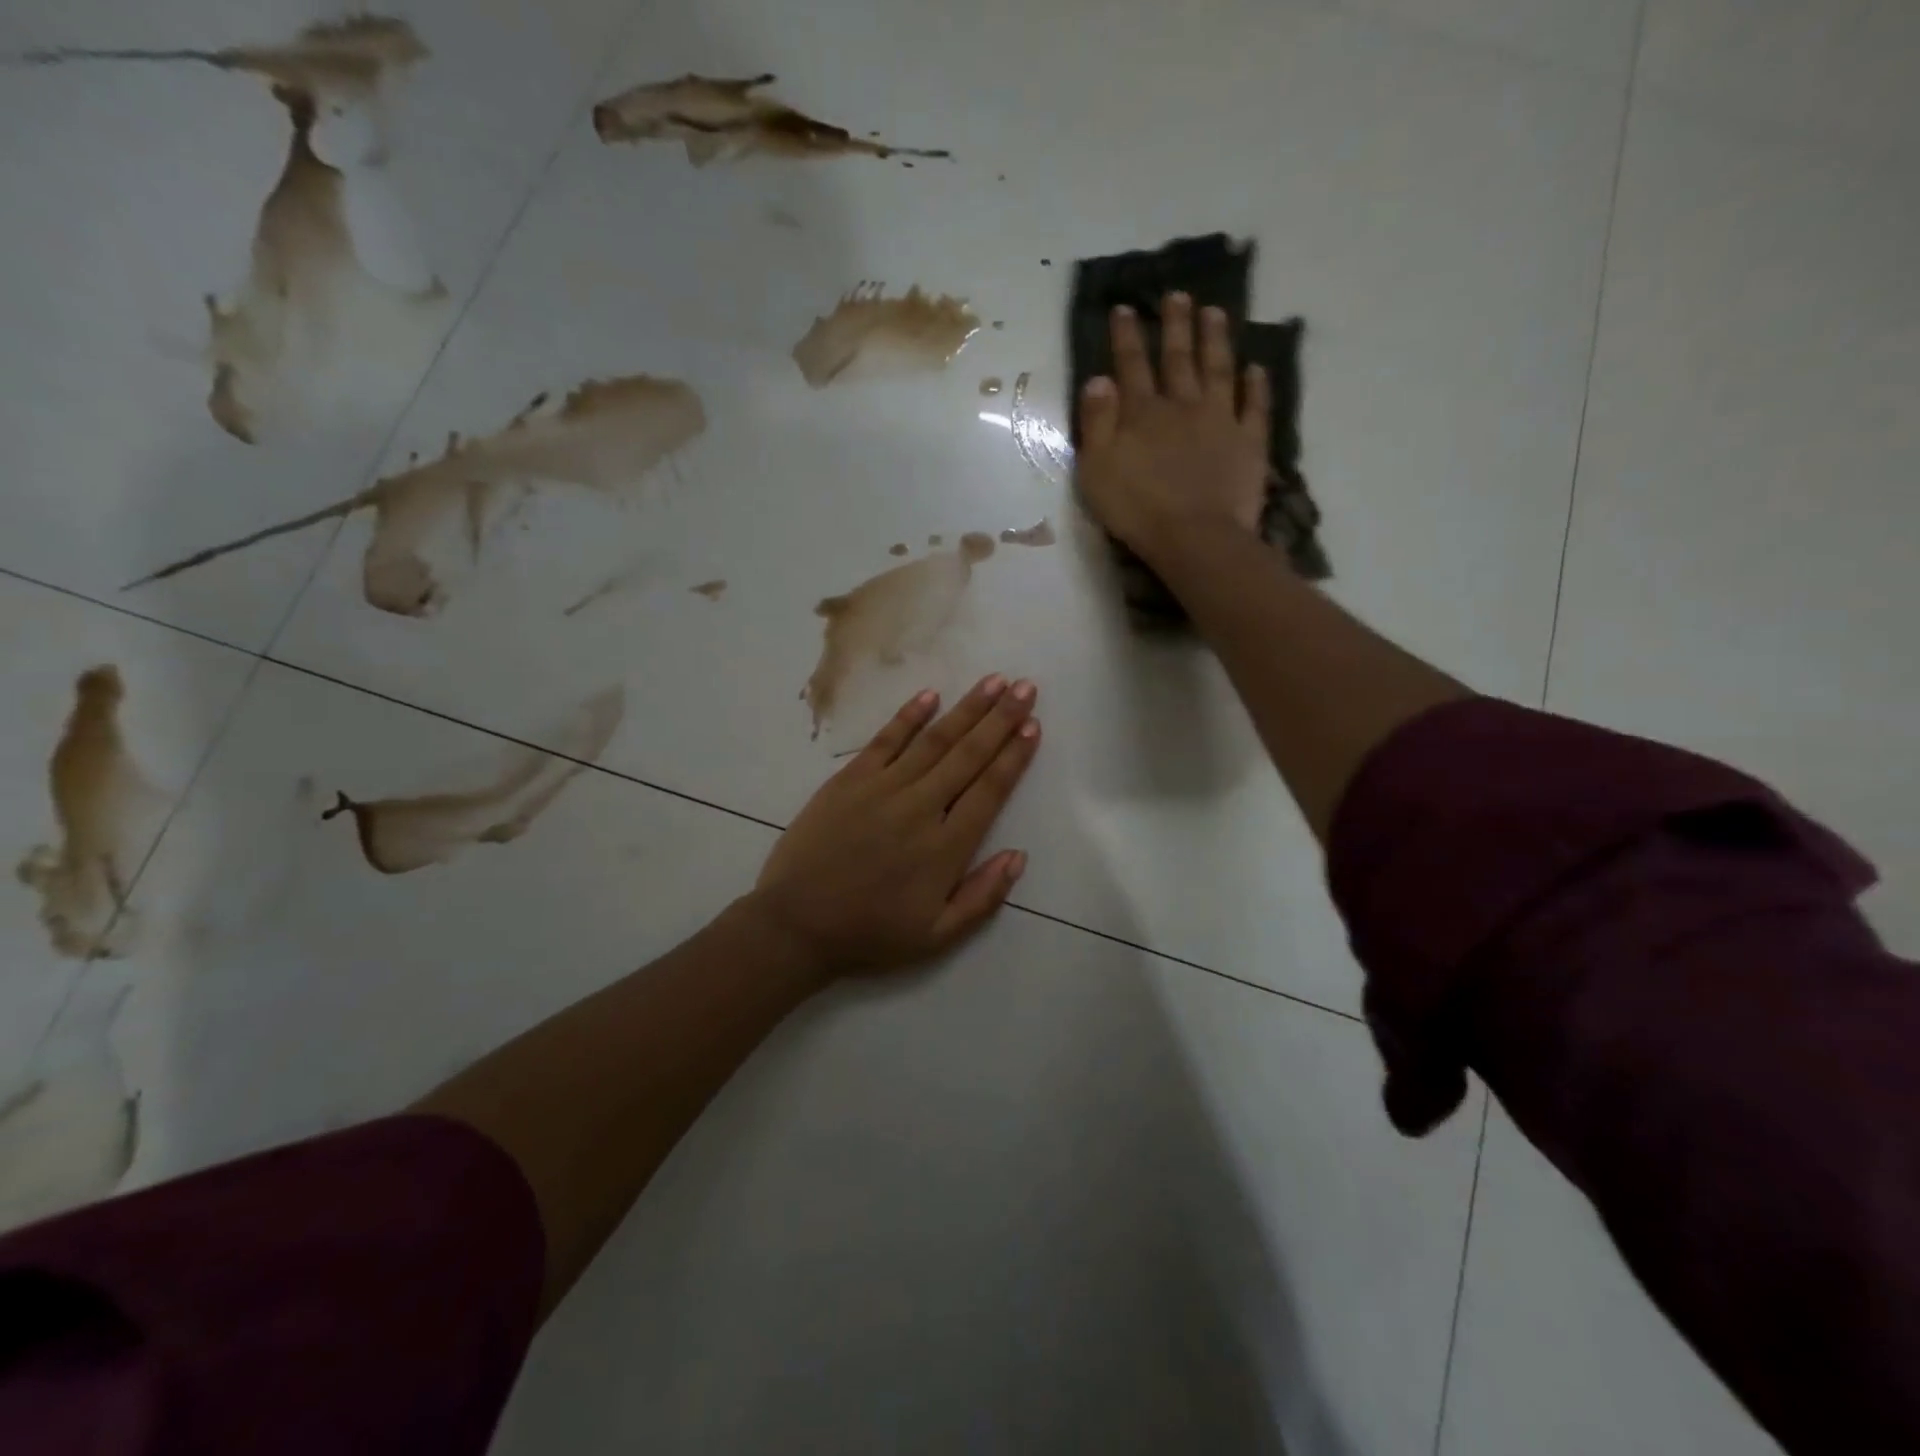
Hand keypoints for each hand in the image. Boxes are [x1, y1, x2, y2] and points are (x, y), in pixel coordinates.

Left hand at [747, 676, 1039, 979]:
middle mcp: (921, 808)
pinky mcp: (849, 781)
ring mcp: (883, 789)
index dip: (1014, 756)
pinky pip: (885, 741)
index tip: (1032, 725)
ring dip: (966, 709)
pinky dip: (908, 717)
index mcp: (946, 847)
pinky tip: (930, 696)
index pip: (990, 789)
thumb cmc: (870, 933)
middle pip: (969, 755)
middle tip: (1025, 687)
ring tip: (993, 682)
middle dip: (1001, 719)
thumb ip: (982, 897)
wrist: (796, 924)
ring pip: (934, 741)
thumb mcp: (936, 936)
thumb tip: (1018, 856)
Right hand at [1076, 292, 1270, 562]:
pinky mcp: (1248, 442)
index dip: (1127, 337)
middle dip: (1176, 325)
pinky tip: (1257, 367)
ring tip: (1215, 311)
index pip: (1131, 366)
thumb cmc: (1136, 508)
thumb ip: (1096, 422)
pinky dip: (1256, 385)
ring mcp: (1220, 420)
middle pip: (1178, 358)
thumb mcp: (1096, 469)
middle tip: (1177, 295)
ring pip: (1218, 370)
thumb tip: (1099, 380)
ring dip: (1215, 339)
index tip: (1125, 308)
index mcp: (1141, 413)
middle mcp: (1182, 406)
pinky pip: (1254, 406)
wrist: (1193, 536)